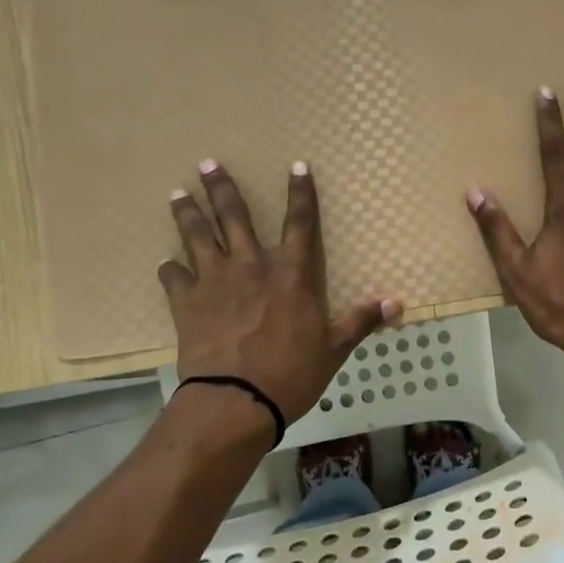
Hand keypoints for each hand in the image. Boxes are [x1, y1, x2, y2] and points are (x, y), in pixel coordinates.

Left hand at [159, 160, 398, 422]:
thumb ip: (362, 321)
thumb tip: (398, 303)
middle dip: (221, 187)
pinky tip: (165, 264)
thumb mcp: (335, 348)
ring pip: (197, 235)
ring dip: (187, 213)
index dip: (301, 193)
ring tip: (177, 194)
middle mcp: (252, 265)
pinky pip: (173, 277)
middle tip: (207, 163)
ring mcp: (215, 280)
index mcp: (291, 273)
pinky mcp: (187, 302)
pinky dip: (169, 269)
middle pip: (234, 216)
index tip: (296, 165)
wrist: (236, 399)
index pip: (300, 222)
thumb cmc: (292, 373)